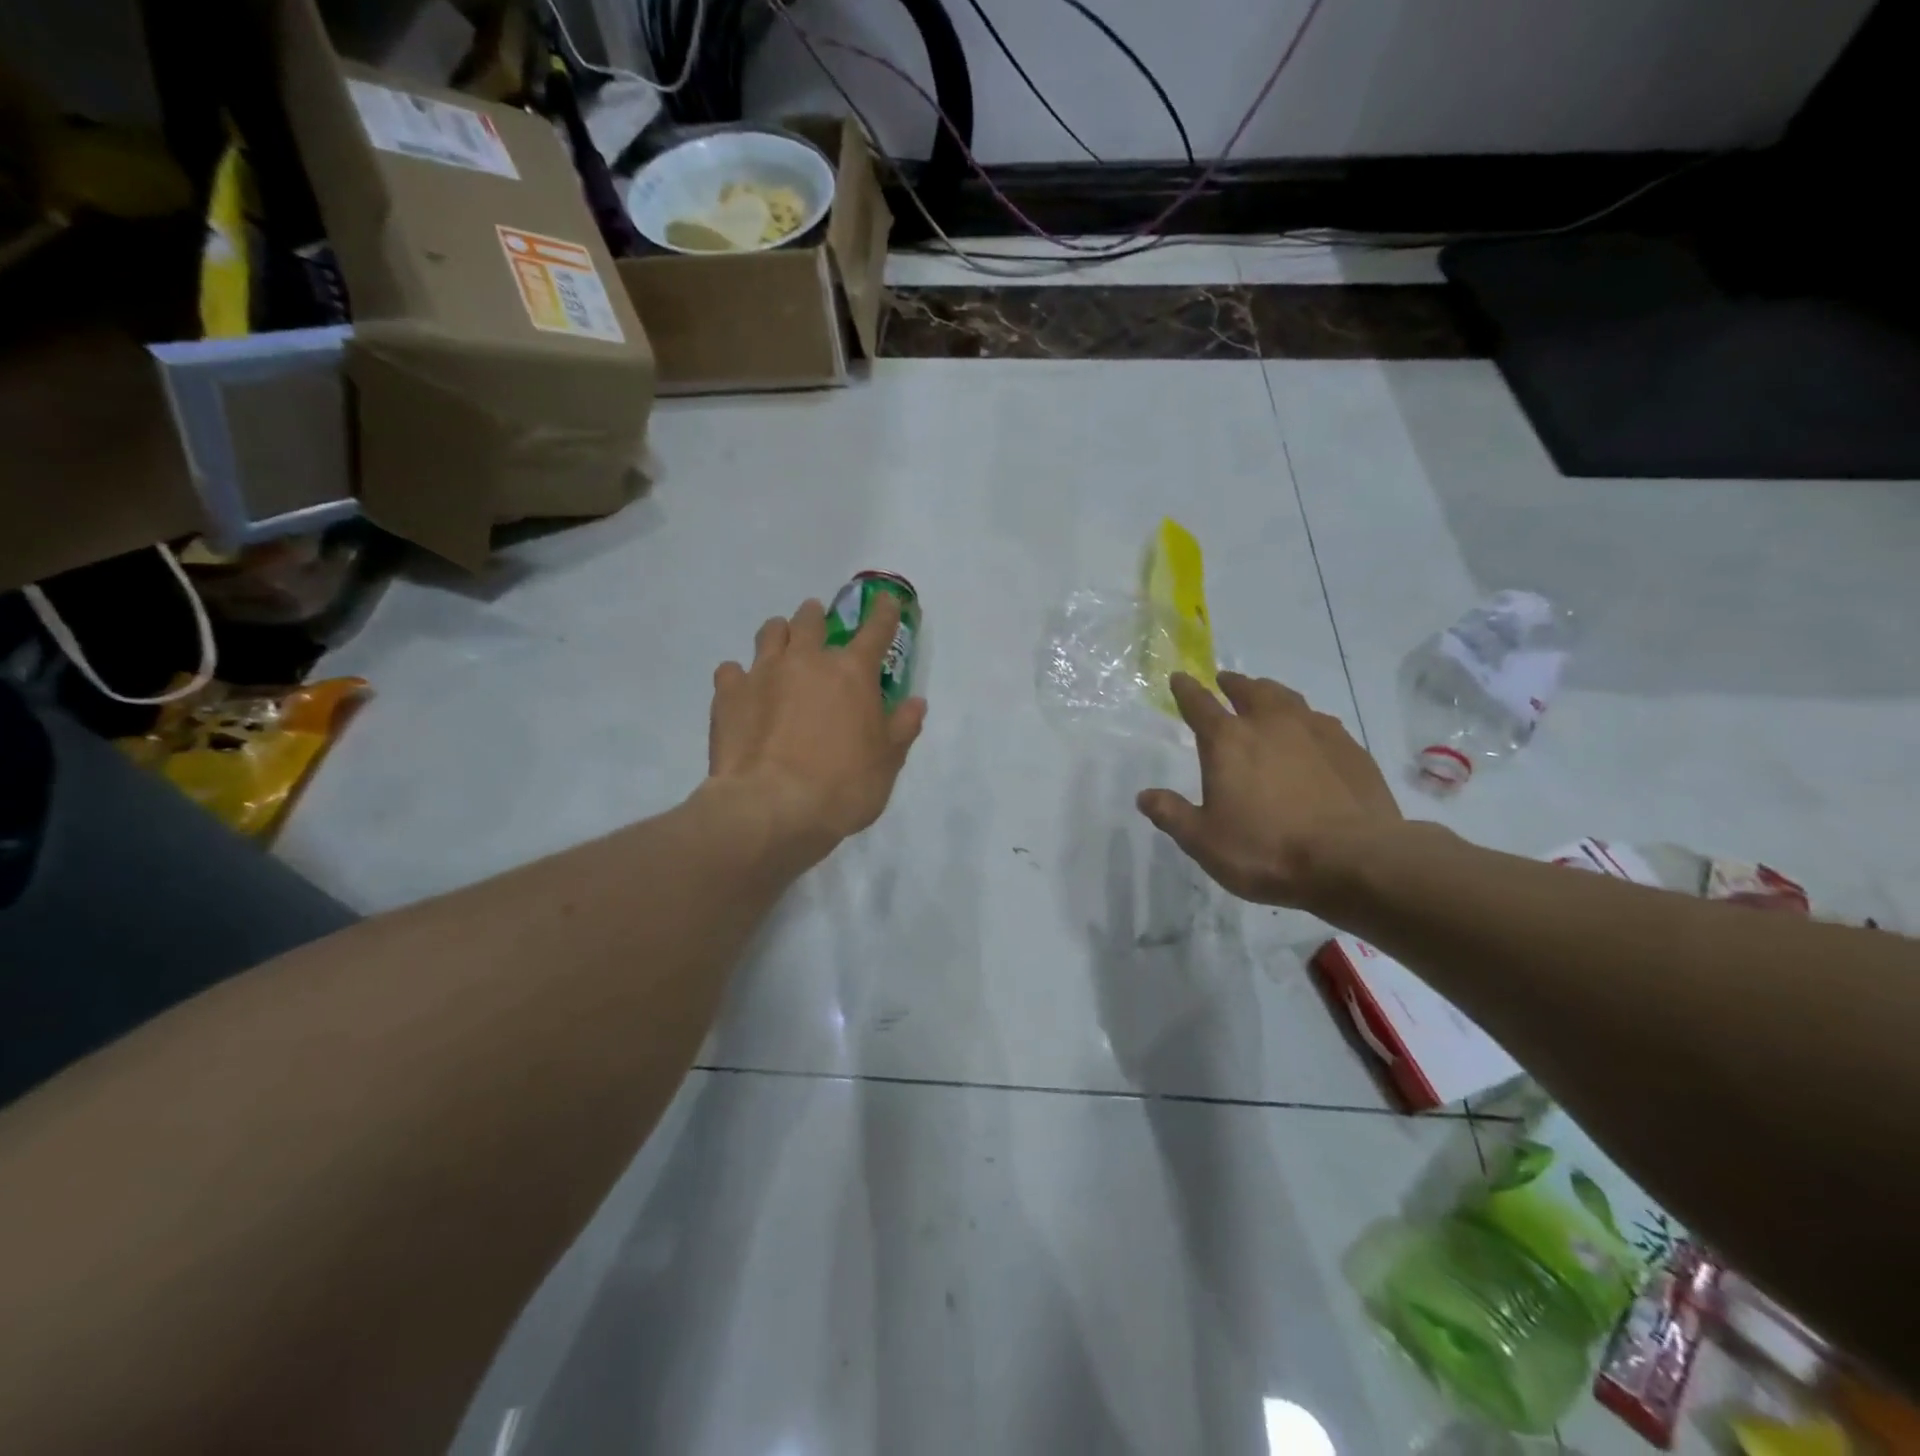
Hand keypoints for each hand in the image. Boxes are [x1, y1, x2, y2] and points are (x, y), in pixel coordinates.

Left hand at [705, 595, 926, 866]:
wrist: (771, 809)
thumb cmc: (842, 786)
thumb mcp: (887, 762)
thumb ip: (902, 727)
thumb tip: (916, 702)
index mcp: (852, 672)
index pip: (876, 629)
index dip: (884, 613)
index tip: (886, 601)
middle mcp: (807, 660)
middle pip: (811, 619)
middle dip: (817, 618)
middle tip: (820, 629)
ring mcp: (763, 672)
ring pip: (770, 632)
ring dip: (780, 634)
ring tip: (782, 648)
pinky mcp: (728, 693)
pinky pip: (731, 670)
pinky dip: (740, 675)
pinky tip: (744, 692)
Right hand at [1136, 672, 1398, 907]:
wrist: (1353, 860)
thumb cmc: (1266, 850)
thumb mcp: (1203, 841)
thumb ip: (1172, 814)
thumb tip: (1145, 796)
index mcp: (1228, 741)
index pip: (1199, 704)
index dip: (1186, 690)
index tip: (1179, 678)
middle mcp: (1271, 724)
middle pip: (1249, 690)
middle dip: (1233, 684)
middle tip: (1225, 681)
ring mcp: (1316, 732)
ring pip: (1288, 698)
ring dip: (1270, 693)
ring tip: (1265, 697)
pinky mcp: (1350, 749)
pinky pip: (1321, 722)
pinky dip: (1306, 720)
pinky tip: (1310, 734)